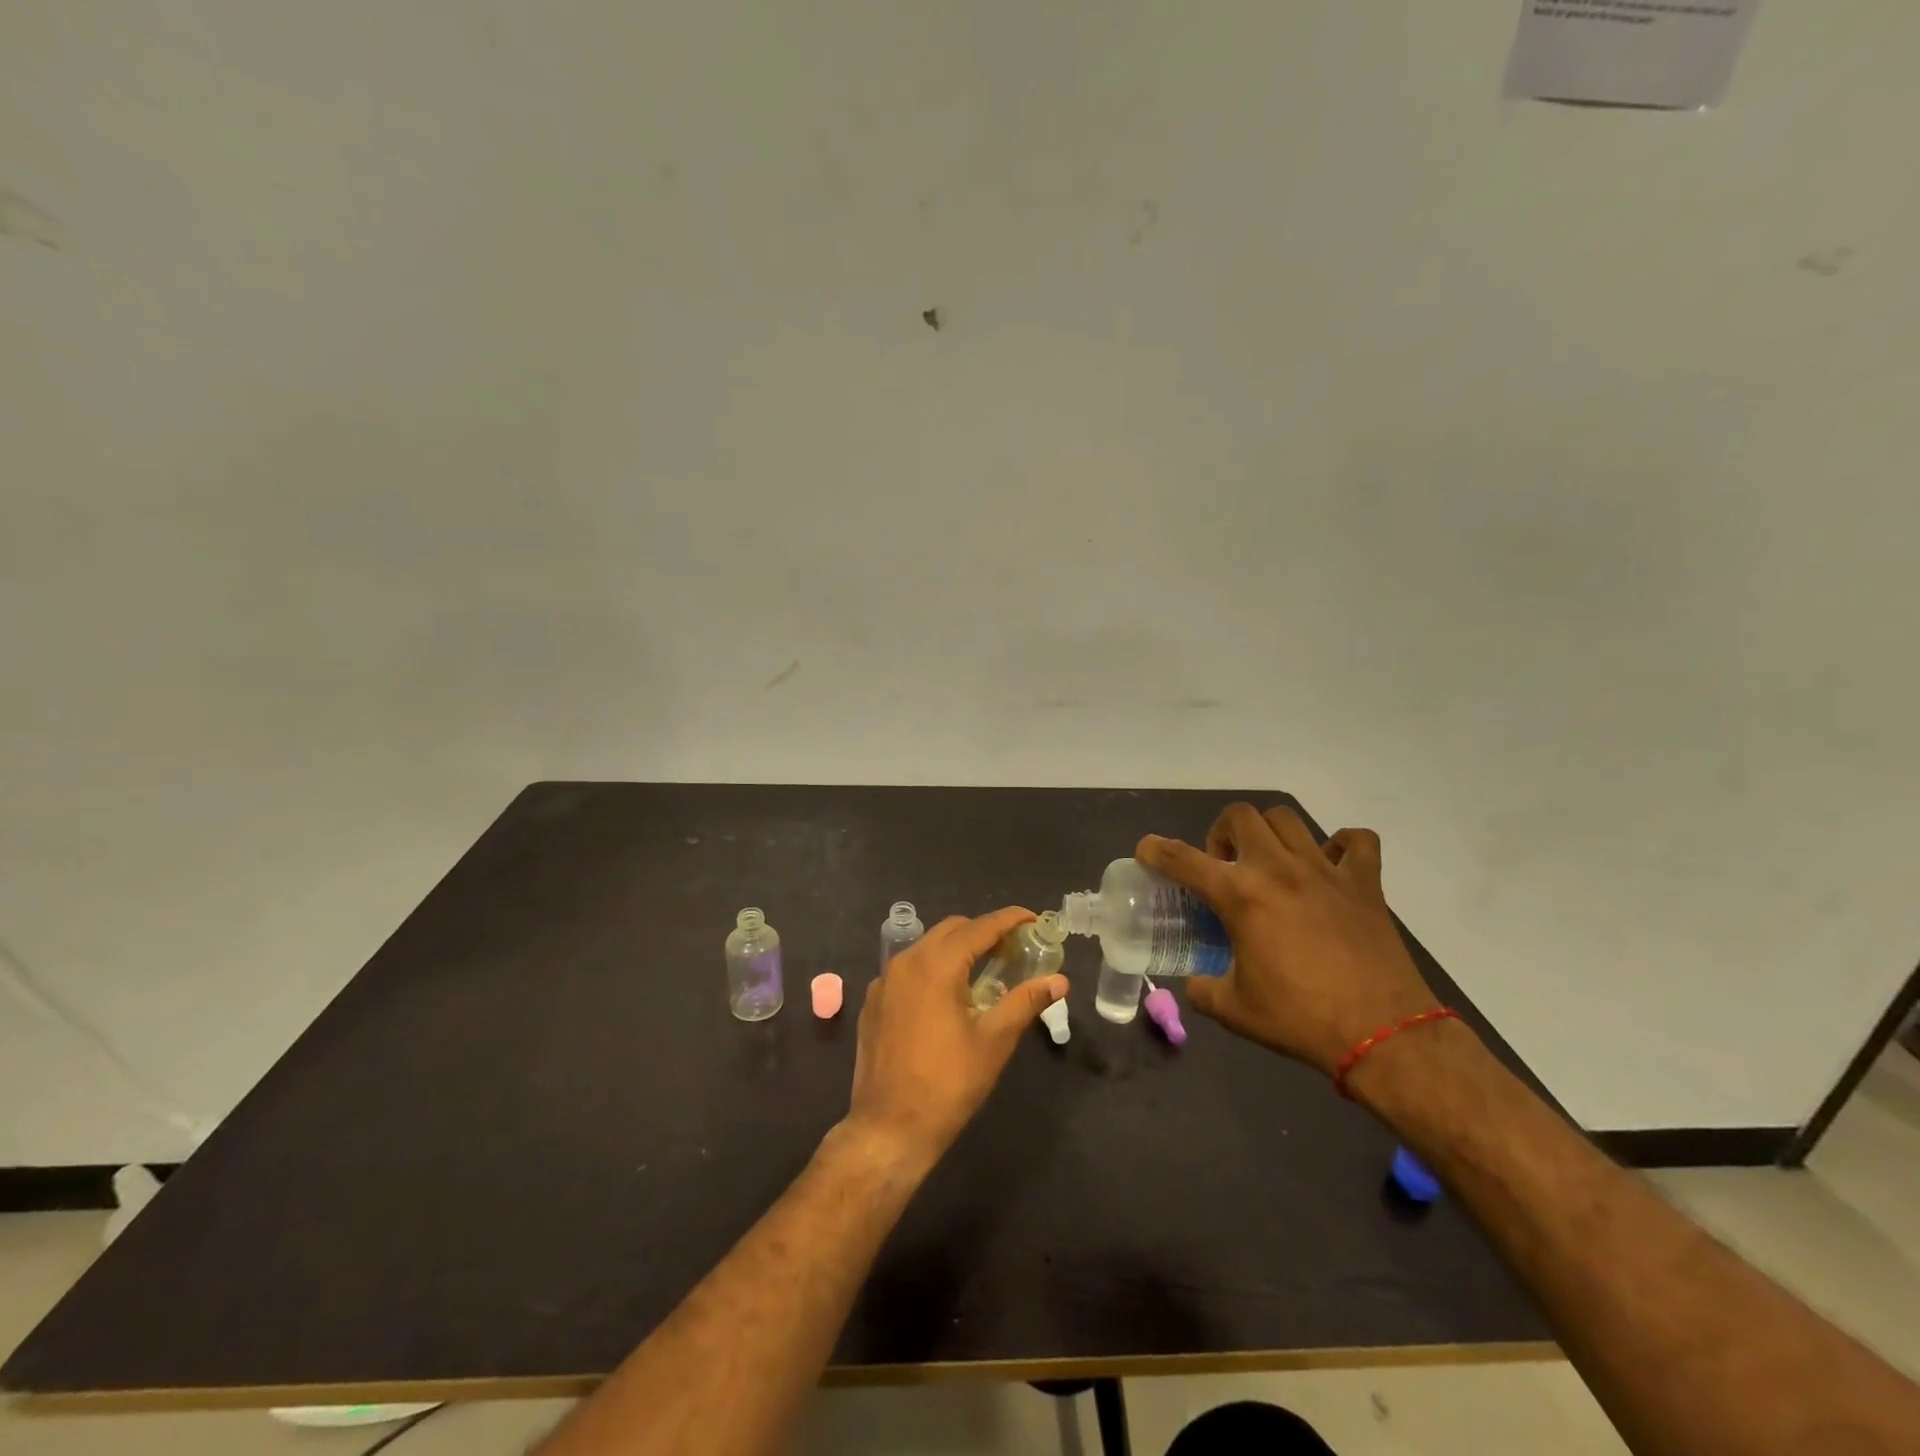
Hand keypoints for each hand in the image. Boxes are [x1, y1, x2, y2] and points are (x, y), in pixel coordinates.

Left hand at [843, 906, 1066, 1170]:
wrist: (888, 1128)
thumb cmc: (948, 1084)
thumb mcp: (994, 1041)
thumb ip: (1026, 1001)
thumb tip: (1059, 980)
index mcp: (936, 965)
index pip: (980, 927)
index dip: (1009, 920)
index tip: (1034, 919)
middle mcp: (906, 962)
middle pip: (951, 930)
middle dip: (984, 931)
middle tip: (1013, 948)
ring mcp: (884, 981)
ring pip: (927, 947)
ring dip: (957, 949)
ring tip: (985, 969)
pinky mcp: (874, 1002)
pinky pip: (908, 970)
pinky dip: (933, 969)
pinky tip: (948, 996)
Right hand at [1137, 805, 1439, 1077]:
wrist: (1382, 1034)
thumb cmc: (1300, 1019)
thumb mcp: (1234, 1010)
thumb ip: (1204, 989)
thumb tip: (1196, 983)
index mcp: (1241, 896)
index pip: (1183, 859)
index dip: (1156, 850)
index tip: (1147, 850)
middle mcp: (1278, 870)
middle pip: (1240, 816)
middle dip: (1221, 833)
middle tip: (1224, 865)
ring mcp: (1325, 871)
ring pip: (1288, 820)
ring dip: (1268, 833)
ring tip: (1268, 861)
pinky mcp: (1365, 883)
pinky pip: (1355, 841)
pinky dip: (1340, 845)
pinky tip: (1329, 866)